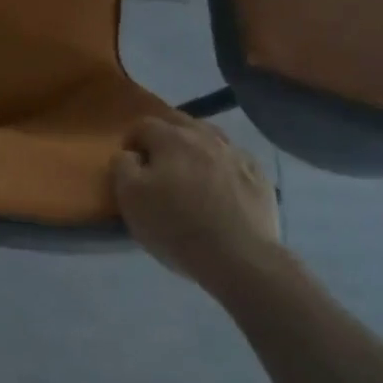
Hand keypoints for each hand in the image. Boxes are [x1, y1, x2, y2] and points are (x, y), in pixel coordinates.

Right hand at [111, 116, 279, 282]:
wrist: (239, 258)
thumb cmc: (176, 226)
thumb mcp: (130, 198)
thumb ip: (122, 166)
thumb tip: (129, 155)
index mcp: (171, 138)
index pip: (143, 125)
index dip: (131, 142)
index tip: (130, 165)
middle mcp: (205, 136)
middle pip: (179, 124)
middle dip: (164, 138)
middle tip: (158, 165)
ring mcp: (237, 154)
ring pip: (210, 138)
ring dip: (196, 149)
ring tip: (190, 174)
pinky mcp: (260, 177)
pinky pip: (234, 160)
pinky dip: (222, 167)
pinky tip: (221, 188)